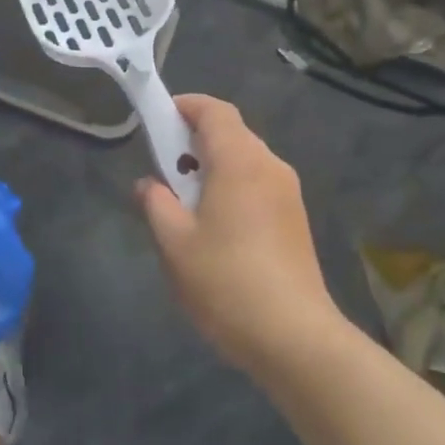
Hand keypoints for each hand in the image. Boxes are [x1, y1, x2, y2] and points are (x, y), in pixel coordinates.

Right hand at [137, 95, 340, 376]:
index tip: (158, 118)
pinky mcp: (295, 219)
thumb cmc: (226, 282)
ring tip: (186, 201)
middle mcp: (269, 166)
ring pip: (246, 160)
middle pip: (232, 133)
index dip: (186, 106)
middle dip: (195, 140)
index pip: (215, 111)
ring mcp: (288, 193)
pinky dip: (233, 186)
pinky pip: (258, 184)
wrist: (295, 338)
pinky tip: (216, 225)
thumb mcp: (174, 243)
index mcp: (240, 161)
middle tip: (165, 167)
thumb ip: (156, 203)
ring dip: (214, 166)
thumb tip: (148, 184)